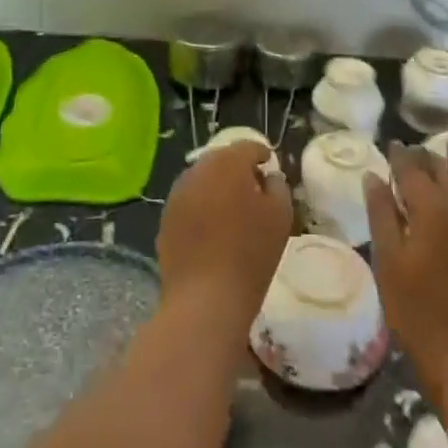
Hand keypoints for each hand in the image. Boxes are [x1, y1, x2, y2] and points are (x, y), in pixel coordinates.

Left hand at [157, 142, 292, 335]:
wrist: (204, 299)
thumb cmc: (250, 255)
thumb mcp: (280, 217)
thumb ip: (278, 186)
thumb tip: (269, 177)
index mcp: (228, 163)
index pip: (248, 147)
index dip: (261, 154)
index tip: (269, 167)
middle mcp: (199, 169)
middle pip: (222, 160)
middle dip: (238, 169)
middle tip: (253, 190)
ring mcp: (178, 193)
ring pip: (203, 179)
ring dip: (217, 187)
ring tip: (232, 211)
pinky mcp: (166, 217)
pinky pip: (189, 201)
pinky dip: (202, 207)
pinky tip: (212, 230)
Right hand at [364, 139, 447, 398]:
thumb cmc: (419, 315)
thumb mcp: (389, 264)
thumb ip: (381, 215)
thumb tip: (374, 176)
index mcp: (431, 209)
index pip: (412, 170)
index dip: (400, 155)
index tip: (391, 144)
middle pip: (444, 170)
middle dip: (428, 156)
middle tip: (414, 148)